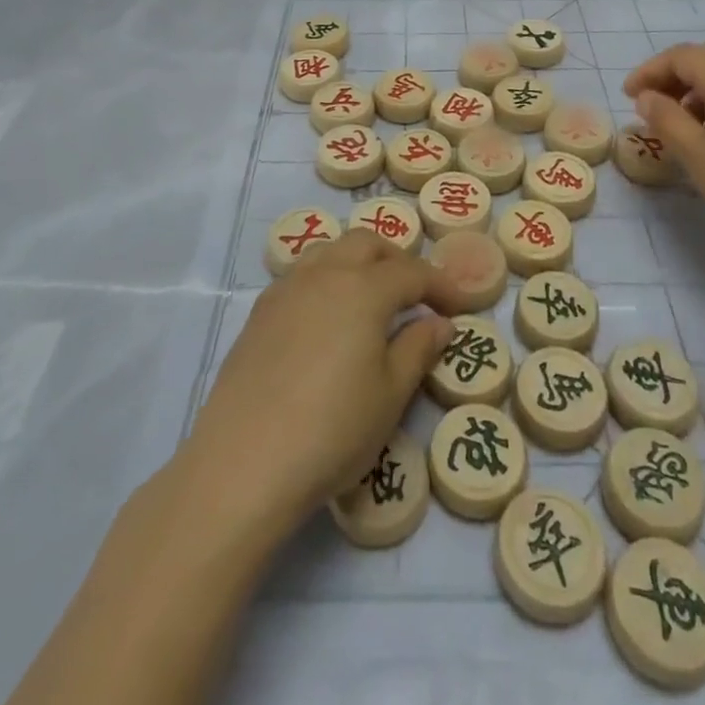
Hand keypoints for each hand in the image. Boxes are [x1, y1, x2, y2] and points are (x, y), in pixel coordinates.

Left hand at [186, 229, 470, 531]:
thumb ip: (418, 349)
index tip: (460, 305)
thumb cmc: (332, 429)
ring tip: (373, 296)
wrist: (244, 461)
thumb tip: (440, 322)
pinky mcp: (260, 311)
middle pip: (367, 243)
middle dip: (398, 260)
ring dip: (359, 261)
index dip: (440, 285)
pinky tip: (330, 315)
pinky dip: (327, 278)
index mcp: (363, 288)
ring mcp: (287, 288)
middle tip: (417, 293)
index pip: (411, 272)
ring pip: (330, 250)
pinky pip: (303, 274)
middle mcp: (324, 273)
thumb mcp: (390, 395)